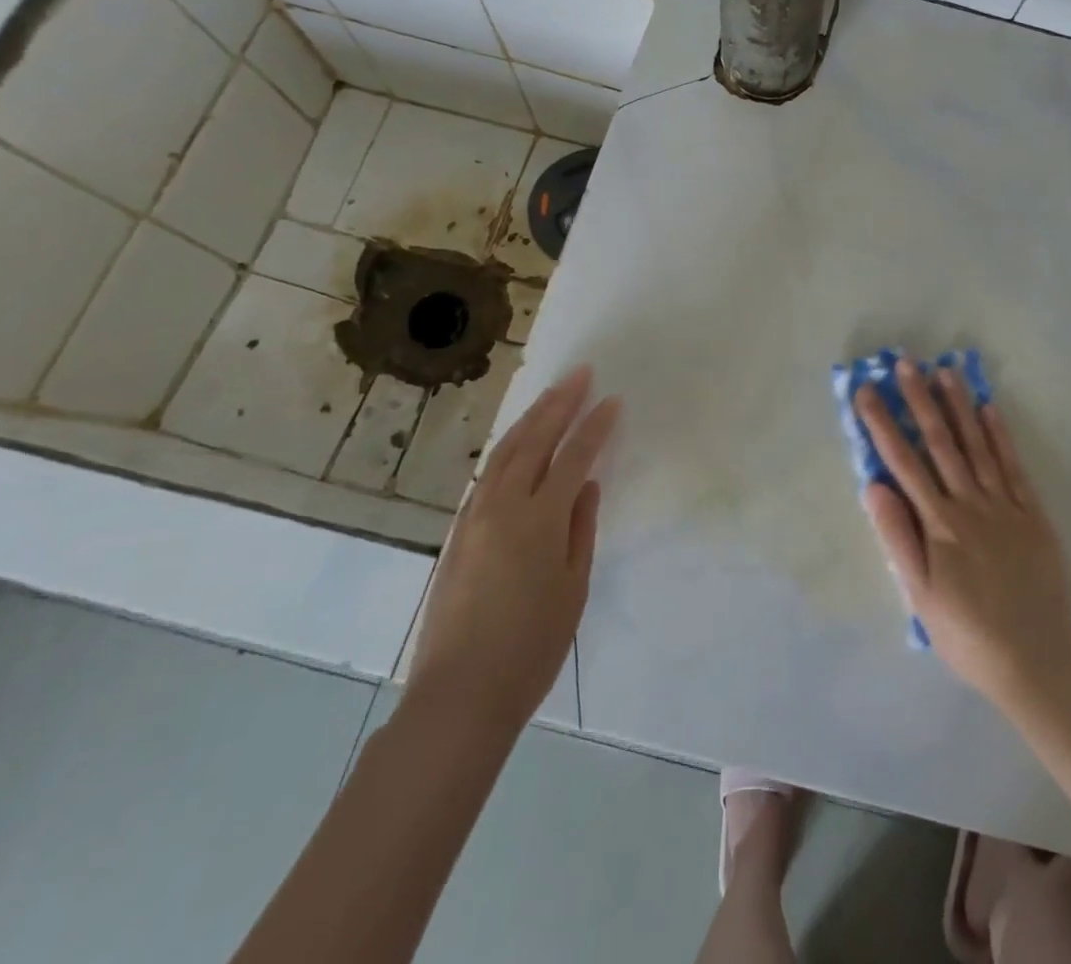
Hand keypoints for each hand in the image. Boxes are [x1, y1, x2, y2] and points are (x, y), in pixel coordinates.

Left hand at [407, 366, 618, 728]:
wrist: (459, 696)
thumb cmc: (531, 648)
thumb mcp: (572, 588)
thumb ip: (580, 530)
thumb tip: (585, 487)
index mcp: (539, 520)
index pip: (574, 458)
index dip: (596, 427)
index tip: (613, 400)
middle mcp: (503, 507)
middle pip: (534, 441)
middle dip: (559, 403)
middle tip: (580, 374)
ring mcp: (474, 518)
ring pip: (504, 453)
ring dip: (530, 419)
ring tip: (551, 394)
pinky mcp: (457, 533)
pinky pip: (486, 476)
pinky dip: (507, 448)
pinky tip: (517, 443)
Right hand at [856, 361, 1070, 711]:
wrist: (1036, 662)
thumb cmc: (967, 633)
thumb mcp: (920, 595)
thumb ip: (898, 538)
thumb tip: (873, 485)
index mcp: (939, 523)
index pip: (904, 463)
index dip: (883, 424)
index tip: (867, 392)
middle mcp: (971, 504)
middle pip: (941, 443)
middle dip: (920, 401)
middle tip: (906, 364)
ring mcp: (1005, 506)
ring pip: (978, 446)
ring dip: (959, 407)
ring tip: (945, 372)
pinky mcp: (1033, 515)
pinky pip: (1014, 466)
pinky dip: (1001, 436)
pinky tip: (989, 409)